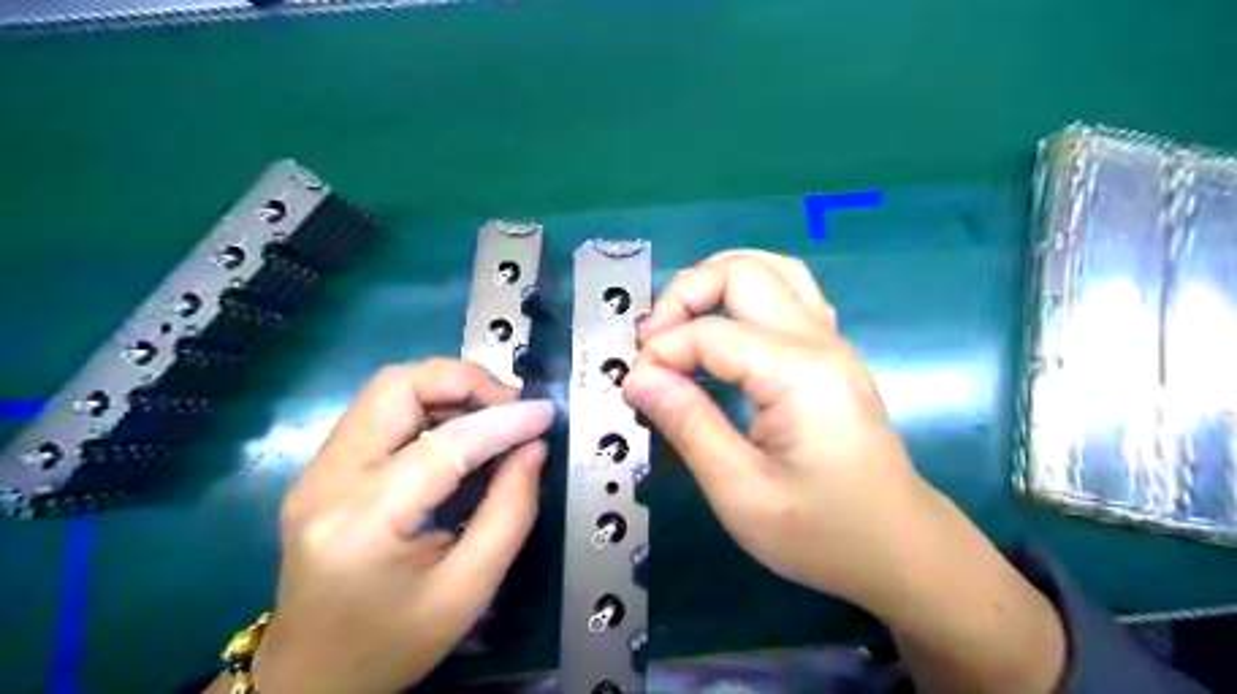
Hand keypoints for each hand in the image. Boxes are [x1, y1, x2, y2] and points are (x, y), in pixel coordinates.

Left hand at [248, 358, 549, 692]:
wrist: (309, 678)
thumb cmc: (391, 646)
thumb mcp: (467, 593)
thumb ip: (509, 514)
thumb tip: (533, 449)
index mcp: (361, 523)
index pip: (442, 445)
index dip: (502, 422)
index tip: (545, 413)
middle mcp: (325, 482)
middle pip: (397, 387)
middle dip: (464, 381)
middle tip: (510, 406)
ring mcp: (316, 471)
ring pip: (386, 388)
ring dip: (446, 387)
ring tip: (491, 414)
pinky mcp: (322, 470)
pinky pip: (380, 411)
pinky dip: (428, 405)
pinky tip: (460, 430)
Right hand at [623, 250, 1068, 692]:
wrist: (900, 548)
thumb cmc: (822, 532)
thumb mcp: (742, 493)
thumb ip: (689, 425)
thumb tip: (639, 377)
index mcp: (798, 374)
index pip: (710, 333)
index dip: (662, 352)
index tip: (635, 388)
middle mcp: (819, 341)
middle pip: (743, 273)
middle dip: (685, 294)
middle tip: (653, 341)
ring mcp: (831, 341)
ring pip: (772, 268)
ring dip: (717, 280)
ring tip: (680, 318)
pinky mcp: (831, 353)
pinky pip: (790, 292)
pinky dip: (747, 291)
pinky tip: (725, 324)